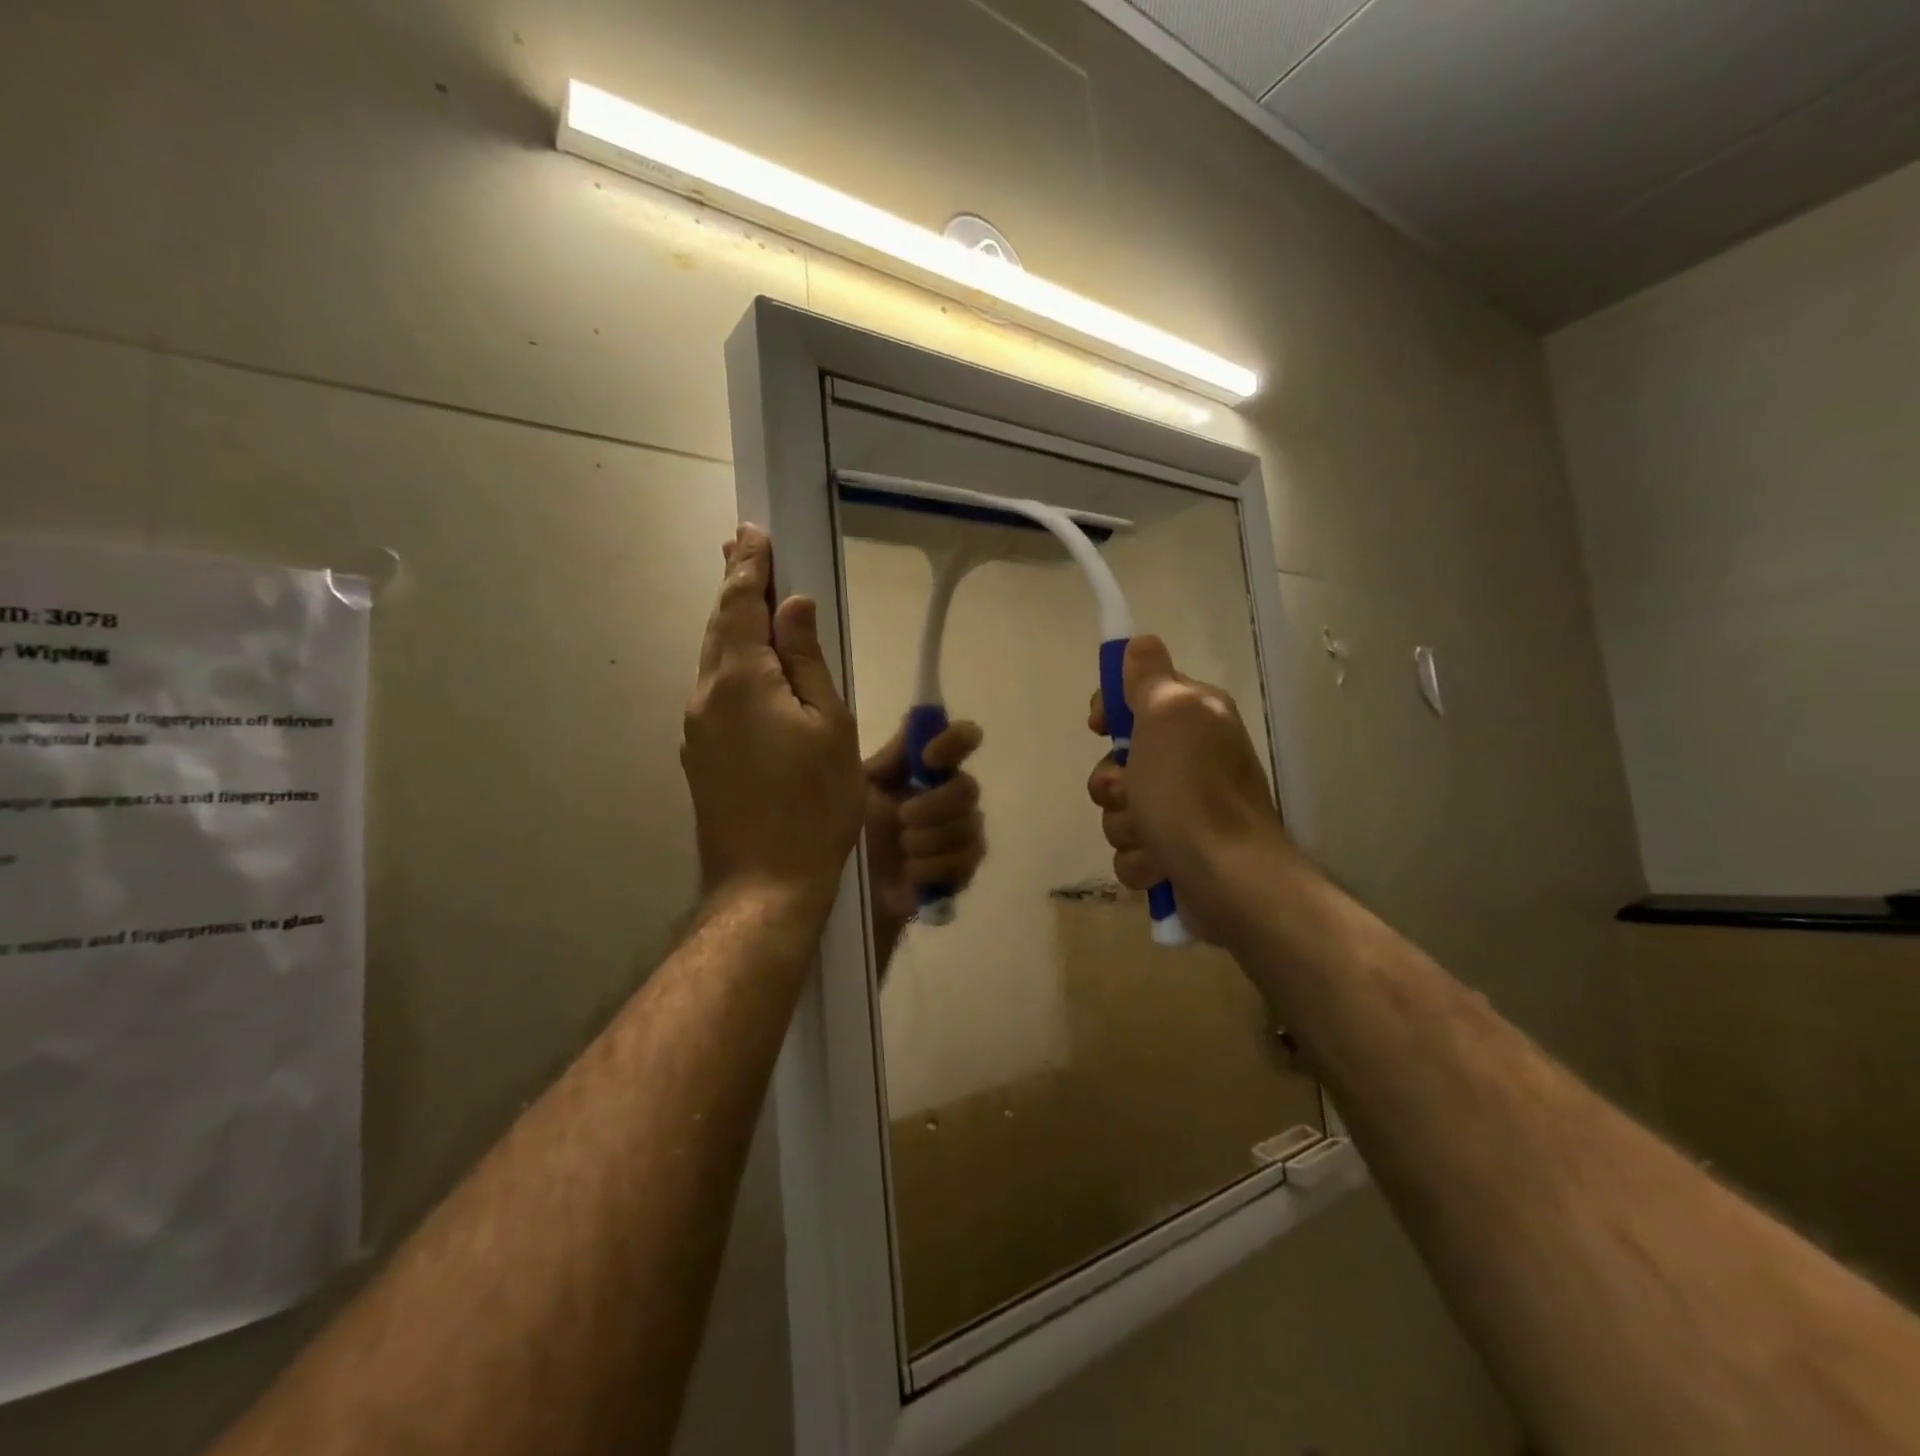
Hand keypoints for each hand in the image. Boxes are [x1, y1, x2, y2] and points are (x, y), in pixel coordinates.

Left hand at [682, 525, 865, 919]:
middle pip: (720, 628)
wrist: (766, 882)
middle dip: (733, 586)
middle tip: (741, 546)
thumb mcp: (830, 726)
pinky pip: (715, 692)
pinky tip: (748, 668)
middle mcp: (707, 696)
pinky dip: (731, 664)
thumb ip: (808, 661)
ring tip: (746, 597)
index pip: (743, 606)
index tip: (753, 533)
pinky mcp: (700, 756)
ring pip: (715, 661)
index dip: (750, 567)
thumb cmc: (815, 804)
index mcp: (742, 680)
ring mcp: (697, 729)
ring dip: (731, 625)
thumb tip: (793, 606)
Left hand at [862, 718, 986, 936]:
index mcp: (929, 772)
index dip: (955, 741)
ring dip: (929, 839)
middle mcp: (951, 799)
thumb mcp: (862, 787)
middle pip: (969, 789)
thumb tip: (917, 718)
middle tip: (902, 817)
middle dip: (935, 804)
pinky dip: (933, 867)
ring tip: (902, 849)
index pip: (963, 739)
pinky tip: (909, 874)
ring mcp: (960, 837)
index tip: (929, 757)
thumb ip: (893, 757)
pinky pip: (965, 862)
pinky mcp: (960, 873)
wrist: (841, 886)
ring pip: (969, 828)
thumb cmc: (849, 829)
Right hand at [1086, 636, 1283, 943]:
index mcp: (1194, 718)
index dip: (1111, 711)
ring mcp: (1183, 810)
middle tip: (1132, 792)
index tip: (1100, 726)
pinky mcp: (1175, 854)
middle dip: (1114, 783)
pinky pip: (1131, 849)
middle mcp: (1191, 759)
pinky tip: (1160, 865)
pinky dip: (1140, 860)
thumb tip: (1141, 643)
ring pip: (1120, 809)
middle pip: (1118, 760)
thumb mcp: (1168, 715)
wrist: (1229, 878)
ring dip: (1125, 825)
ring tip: (1153, 837)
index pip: (1136, 697)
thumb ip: (1150, 677)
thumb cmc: (1192, 791)